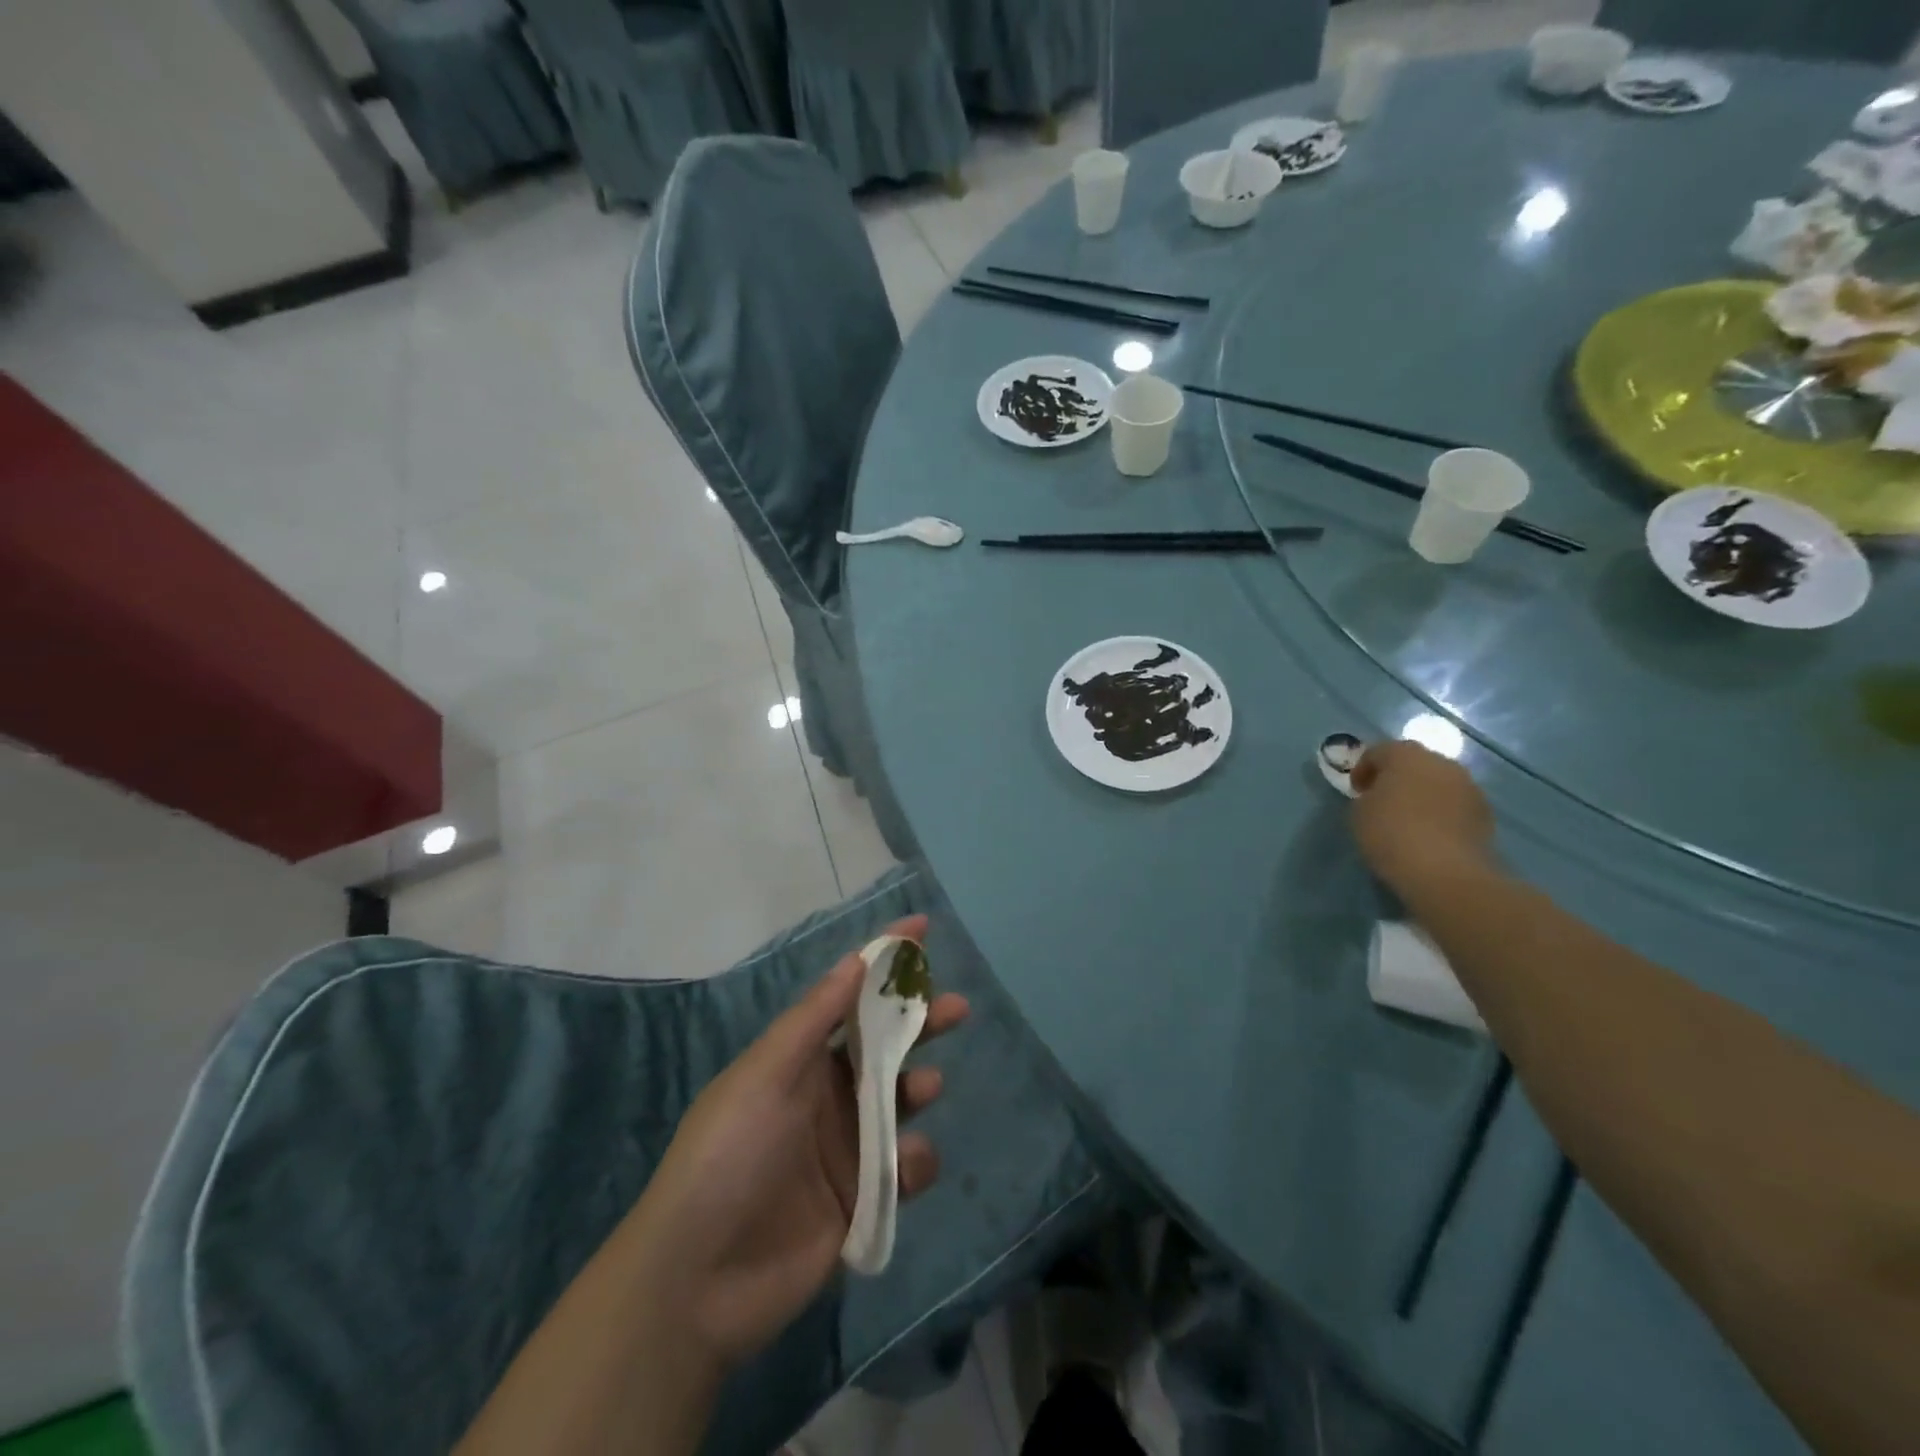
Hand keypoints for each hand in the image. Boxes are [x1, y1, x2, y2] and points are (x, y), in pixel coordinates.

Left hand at [625, 916, 968, 1372]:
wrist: (697, 1282)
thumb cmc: (729, 1155)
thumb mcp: (765, 1074)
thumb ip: (814, 1019)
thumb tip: (855, 959)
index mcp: (798, 1060)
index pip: (848, 997)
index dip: (883, 962)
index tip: (921, 929)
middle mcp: (825, 1095)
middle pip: (884, 1046)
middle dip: (918, 1021)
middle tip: (954, 1008)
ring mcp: (844, 1148)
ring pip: (899, 1102)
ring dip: (918, 1087)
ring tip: (926, 1087)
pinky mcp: (861, 1200)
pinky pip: (903, 1168)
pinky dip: (915, 1162)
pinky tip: (907, 1168)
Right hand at [1350, 740, 1495, 898]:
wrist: (1445, 871)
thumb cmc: (1391, 833)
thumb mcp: (1359, 813)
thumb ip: (1367, 796)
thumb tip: (1379, 797)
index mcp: (1406, 755)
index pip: (1378, 751)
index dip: (1362, 769)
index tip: (1355, 791)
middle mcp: (1442, 762)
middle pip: (1413, 762)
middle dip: (1396, 777)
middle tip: (1381, 799)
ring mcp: (1469, 787)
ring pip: (1438, 782)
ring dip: (1422, 793)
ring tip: (1407, 818)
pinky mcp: (1485, 813)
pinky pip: (1455, 804)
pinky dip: (1441, 812)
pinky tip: (1429, 833)